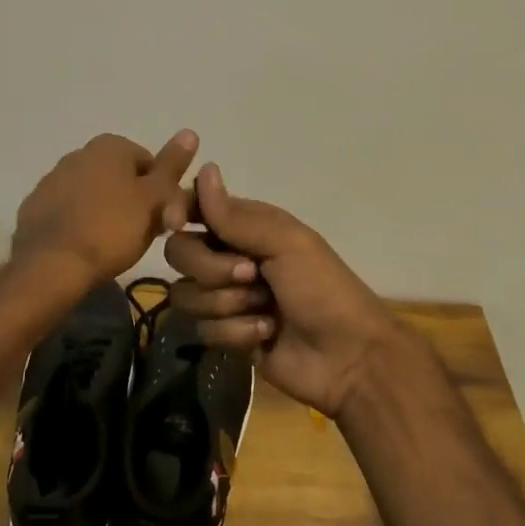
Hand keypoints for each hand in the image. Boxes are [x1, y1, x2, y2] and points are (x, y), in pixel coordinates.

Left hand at [11, 130, 199, 292]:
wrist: (50, 265)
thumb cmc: (111, 229)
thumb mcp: (153, 199)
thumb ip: (171, 166)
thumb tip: (190, 131)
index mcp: (110, 145)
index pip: (150, 164)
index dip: (160, 193)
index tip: (160, 220)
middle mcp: (79, 152)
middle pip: (120, 177)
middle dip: (131, 201)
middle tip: (138, 234)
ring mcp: (52, 178)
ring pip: (93, 193)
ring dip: (104, 212)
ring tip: (110, 245)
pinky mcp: (35, 205)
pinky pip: (68, 210)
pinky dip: (78, 223)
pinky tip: (83, 246)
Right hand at [163, 164, 402, 417]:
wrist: (348, 356)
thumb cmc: (322, 288)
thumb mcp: (285, 243)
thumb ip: (236, 216)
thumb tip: (204, 168)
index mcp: (246, 226)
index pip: (194, 208)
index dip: (178, 213)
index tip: (177, 224)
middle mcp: (229, 256)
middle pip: (180, 253)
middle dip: (211, 269)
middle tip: (251, 275)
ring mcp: (226, 297)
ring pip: (186, 295)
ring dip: (227, 304)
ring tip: (265, 310)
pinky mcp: (226, 334)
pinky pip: (203, 329)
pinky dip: (236, 333)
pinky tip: (266, 334)